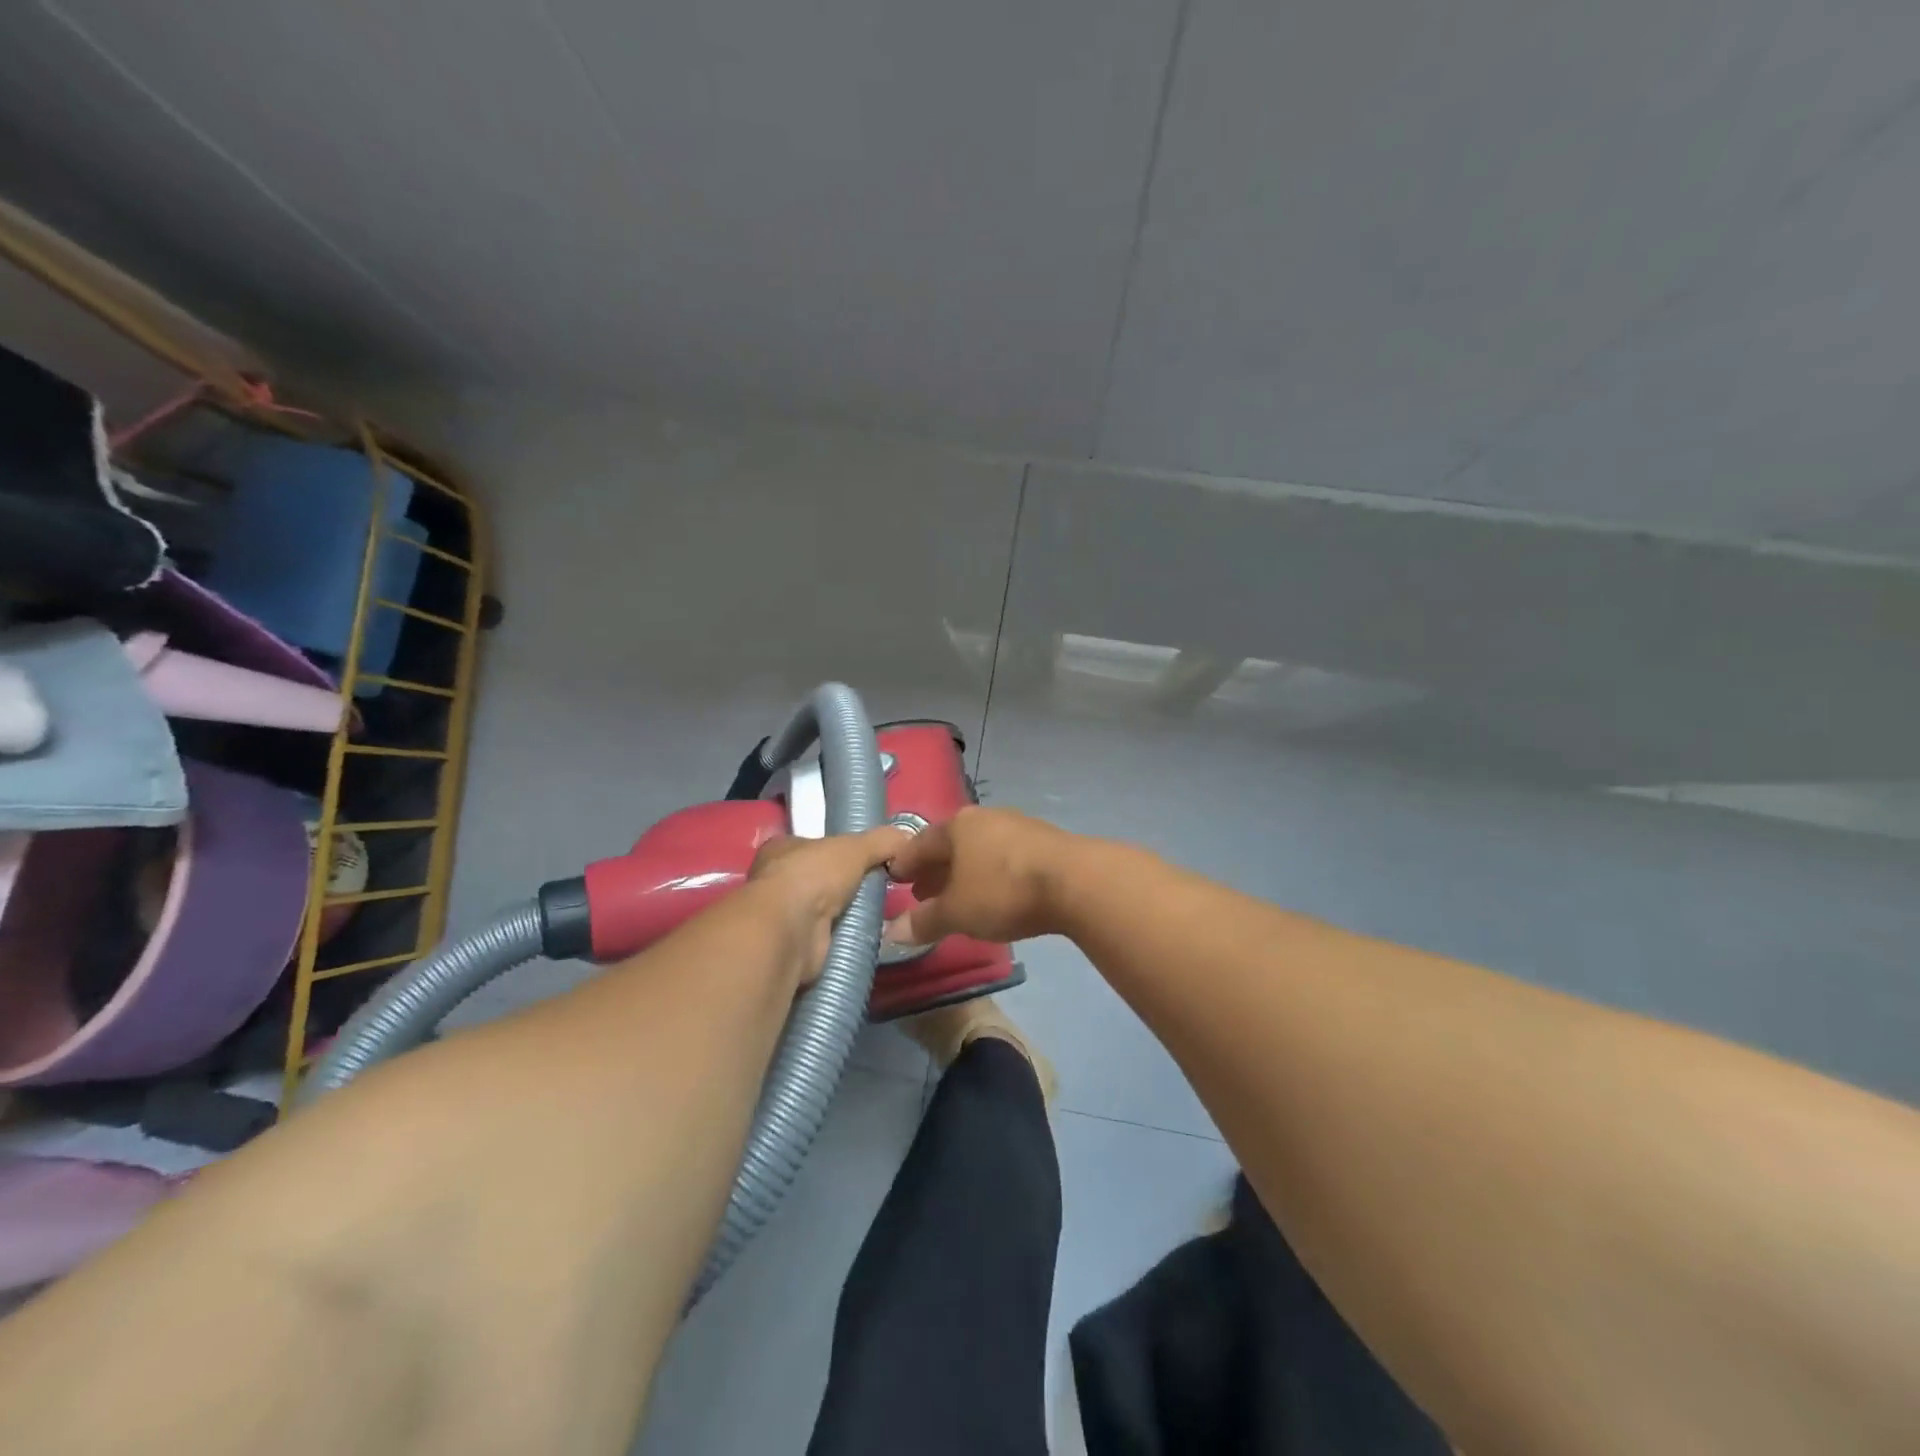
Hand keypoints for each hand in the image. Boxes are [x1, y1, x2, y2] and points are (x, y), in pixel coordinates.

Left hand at [746, 826, 910, 986]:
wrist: (791, 930)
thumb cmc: (813, 875)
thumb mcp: (856, 847)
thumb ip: (882, 841)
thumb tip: (908, 837)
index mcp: (781, 848)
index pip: (812, 844)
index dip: (837, 849)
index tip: (865, 857)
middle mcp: (776, 880)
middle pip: (818, 877)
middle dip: (844, 884)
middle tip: (879, 887)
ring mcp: (782, 915)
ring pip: (822, 909)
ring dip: (845, 912)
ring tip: (879, 912)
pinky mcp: (793, 945)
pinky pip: (826, 936)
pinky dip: (844, 936)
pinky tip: (866, 934)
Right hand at [885, 806, 1076, 944]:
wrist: (1075, 881)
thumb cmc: (1003, 891)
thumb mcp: (957, 912)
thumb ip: (924, 921)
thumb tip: (893, 931)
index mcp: (956, 826)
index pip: (919, 843)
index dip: (904, 863)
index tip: (893, 878)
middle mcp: (984, 819)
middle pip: (950, 845)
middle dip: (934, 870)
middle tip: (921, 894)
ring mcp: (1016, 826)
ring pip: (978, 851)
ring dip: (964, 874)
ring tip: (957, 899)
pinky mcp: (1043, 842)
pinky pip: (1003, 858)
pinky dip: (989, 875)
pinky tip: (993, 895)